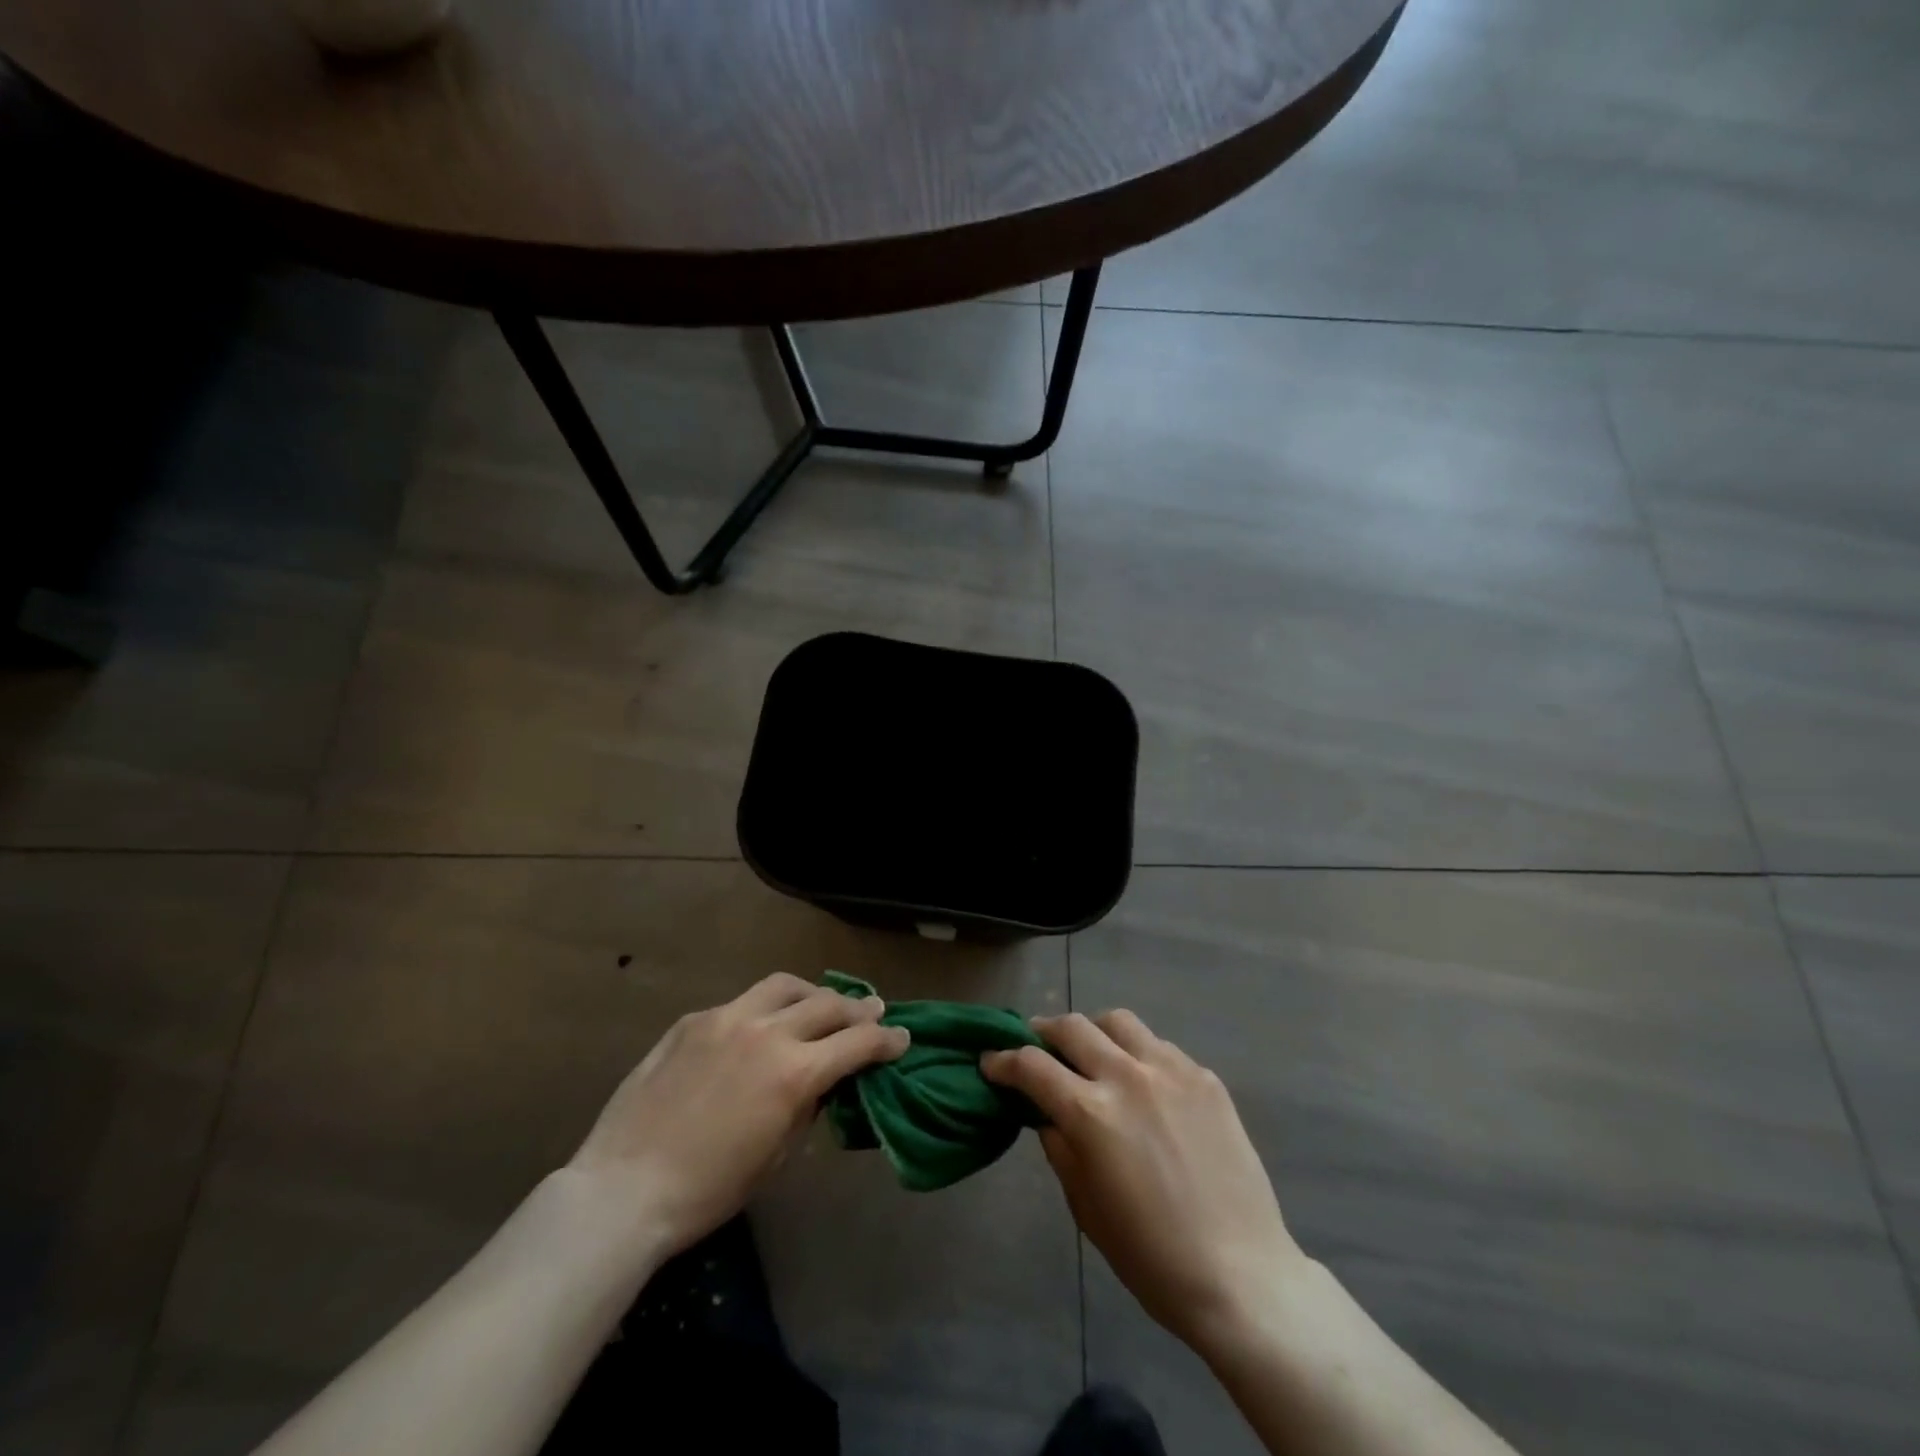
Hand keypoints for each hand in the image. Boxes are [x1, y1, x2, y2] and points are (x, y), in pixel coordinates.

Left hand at [568, 974, 908, 1260]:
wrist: (623, 1188)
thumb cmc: (708, 1190)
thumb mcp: (776, 1155)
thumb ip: (806, 1106)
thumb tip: (822, 1081)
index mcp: (794, 1072)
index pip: (857, 1042)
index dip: (886, 1040)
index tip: (901, 1038)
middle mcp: (767, 1032)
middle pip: (827, 1004)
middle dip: (857, 1008)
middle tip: (872, 1010)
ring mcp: (726, 1018)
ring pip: (784, 986)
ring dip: (811, 994)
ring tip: (820, 1003)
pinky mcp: (694, 1020)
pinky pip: (740, 1003)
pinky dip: (762, 1010)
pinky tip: (758, 1028)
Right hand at [982, 1010, 1305, 1353]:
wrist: (1242, 1276)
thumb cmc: (1152, 1256)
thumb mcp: (1085, 1207)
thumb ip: (1060, 1147)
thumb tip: (1047, 1113)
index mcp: (1091, 1112)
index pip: (1031, 1065)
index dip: (1003, 1060)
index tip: (990, 1061)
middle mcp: (1127, 1076)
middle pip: (1072, 1027)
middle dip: (1043, 1033)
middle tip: (1036, 1048)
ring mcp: (1171, 1070)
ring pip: (1118, 1021)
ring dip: (1094, 1031)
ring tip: (1092, 1053)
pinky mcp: (1205, 1077)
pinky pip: (1159, 1046)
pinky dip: (1137, 1053)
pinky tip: (1143, 1083)